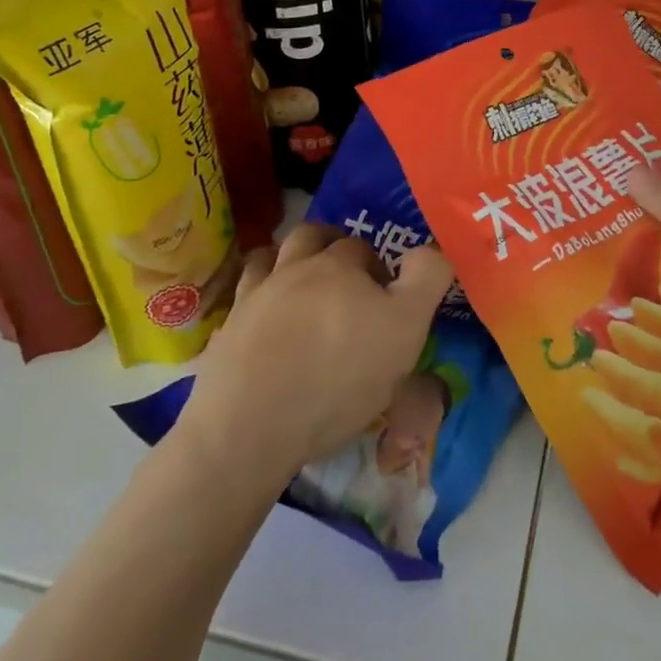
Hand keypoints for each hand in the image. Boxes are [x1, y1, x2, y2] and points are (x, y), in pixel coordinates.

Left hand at [178, 225, 451, 487]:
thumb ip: (426, 279)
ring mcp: (256, 293)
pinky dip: (257, 286)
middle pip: (314, 237)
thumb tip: (431, 247)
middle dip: (332, 246)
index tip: (385, 300)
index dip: (377, 267)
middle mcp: (296, 266)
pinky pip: (243, 287)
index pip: (363, 247)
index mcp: (340, 265)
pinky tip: (264, 304)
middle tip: (346, 281)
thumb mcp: (405, 329)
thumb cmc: (339, 377)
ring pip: (273, 253)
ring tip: (302, 281)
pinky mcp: (228, 324)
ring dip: (290, 257)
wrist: (251, 424)